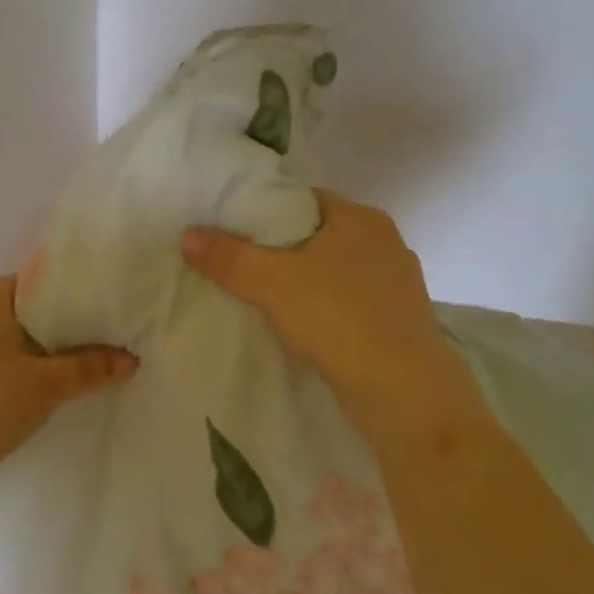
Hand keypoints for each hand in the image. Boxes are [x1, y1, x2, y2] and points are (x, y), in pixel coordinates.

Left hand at [0, 276, 136, 496]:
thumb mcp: (47, 384)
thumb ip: (91, 367)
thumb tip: (131, 359)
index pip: (41, 280)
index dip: (77, 292)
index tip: (110, 305)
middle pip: (29, 309)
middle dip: (66, 324)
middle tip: (108, 334)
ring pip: (14, 337)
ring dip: (46, 350)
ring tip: (88, 361)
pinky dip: (24, 368)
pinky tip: (52, 386)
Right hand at [181, 192, 475, 448]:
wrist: (406, 394)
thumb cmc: (339, 319)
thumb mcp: (272, 283)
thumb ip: (228, 257)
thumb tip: (187, 235)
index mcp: (361, 218)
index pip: (303, 199)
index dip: (265, 211)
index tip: (233, 231)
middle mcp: (385, 243)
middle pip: (318, 235)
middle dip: (281, 250)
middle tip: (240, 266)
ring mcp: (397, 283)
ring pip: (335, 272)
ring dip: (304, 283)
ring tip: (264, 299)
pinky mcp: (400, 321)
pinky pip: (350, 303)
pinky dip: (325, 309)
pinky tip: (303, 329)